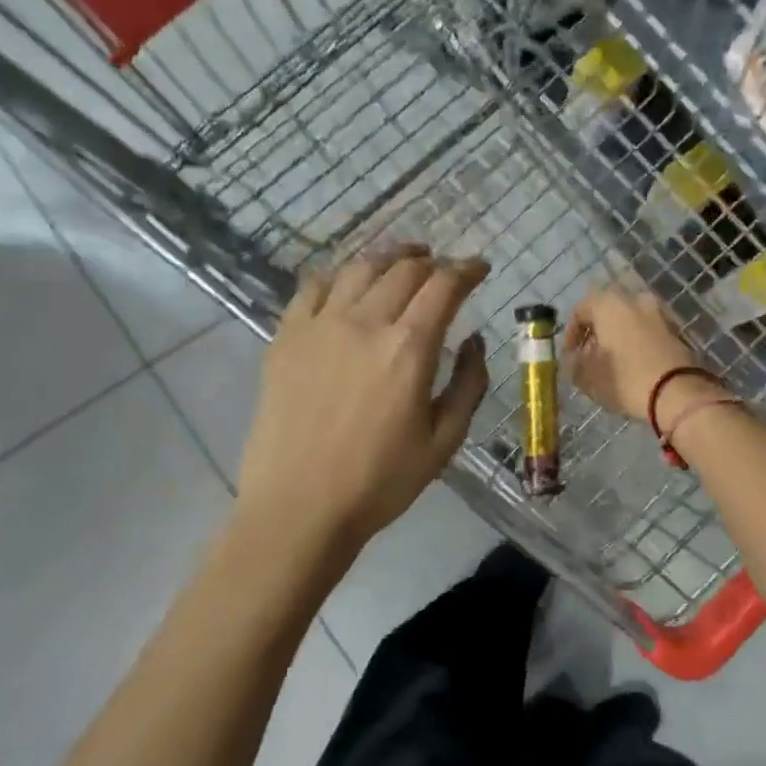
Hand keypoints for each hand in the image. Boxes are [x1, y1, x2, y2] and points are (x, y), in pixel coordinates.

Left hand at [235, 247, 489, 547]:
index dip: (467, 270)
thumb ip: (469, 384)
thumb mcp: (445, 441)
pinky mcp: (286, 338)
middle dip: (433, 262)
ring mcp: (319, 326)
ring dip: (388, 258)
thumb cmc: (381, 481)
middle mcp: (365, 322)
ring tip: (403, 262)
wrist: (299, 507)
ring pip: (359, 268)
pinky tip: (348, 284)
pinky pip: (313, 287)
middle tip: (445, 270)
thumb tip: (474, 340)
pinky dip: (339, 276)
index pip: (445, 286)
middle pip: (404, 270)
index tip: (480, 268)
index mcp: (410, 348)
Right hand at [564, 285, 709, 423]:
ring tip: (613, 360)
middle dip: (597, 330)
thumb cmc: (626, 380)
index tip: (570, 354)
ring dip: (619, 334)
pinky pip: (648, 328)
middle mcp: (635, 298)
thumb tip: (575, 358)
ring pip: (630, 317)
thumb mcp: (589, 377)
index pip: (581, 309)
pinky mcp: (677, 328)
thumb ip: (575, 364)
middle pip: (608, 310)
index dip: (571, 333)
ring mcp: (659, 311)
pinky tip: (635, 362)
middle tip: (591, 354)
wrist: (679, 392)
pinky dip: (638, 339)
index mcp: (609, 304)